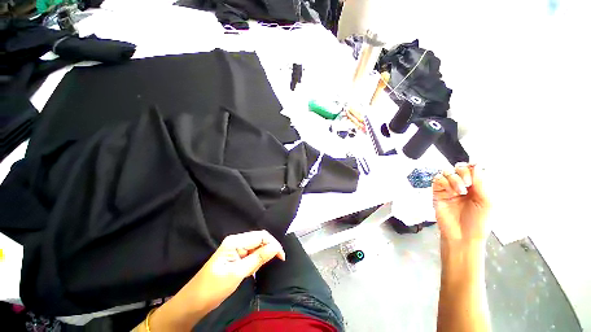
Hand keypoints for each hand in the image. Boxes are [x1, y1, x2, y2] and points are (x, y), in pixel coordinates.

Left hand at [146, 231, 284, 331]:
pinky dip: (257, 259)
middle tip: (277, 261)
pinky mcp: (235, 257)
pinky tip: (257, 267)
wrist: (192, 303)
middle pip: (259, 239)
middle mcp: (236, 241)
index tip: (281, 257)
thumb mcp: (237, 273)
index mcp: (235, 241)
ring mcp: (235, 249)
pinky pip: (251, 254)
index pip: (261, 236)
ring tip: (266, 266)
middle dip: (270, 248)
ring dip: (264, 255)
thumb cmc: (213, 288)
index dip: (273, 244)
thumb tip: (275, 247)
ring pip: (256, 247)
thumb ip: (257, 258)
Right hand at [433, 163, 490, 242]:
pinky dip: (443, 182)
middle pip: (459, 167)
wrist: (462, 236)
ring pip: (447, 171)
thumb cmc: (478, 221)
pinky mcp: (437, 192)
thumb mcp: (487, 203)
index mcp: (477, 186)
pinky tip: (450, 192)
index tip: (475, 174)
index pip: (473, 168)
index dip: (473, 167)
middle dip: (463, 172)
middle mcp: (462, 185)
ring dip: (454, 179)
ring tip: (459, 192)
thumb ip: (482, 184)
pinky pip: (437, 179)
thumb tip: (476, 166)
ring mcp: (448, 188)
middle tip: (467, 184)